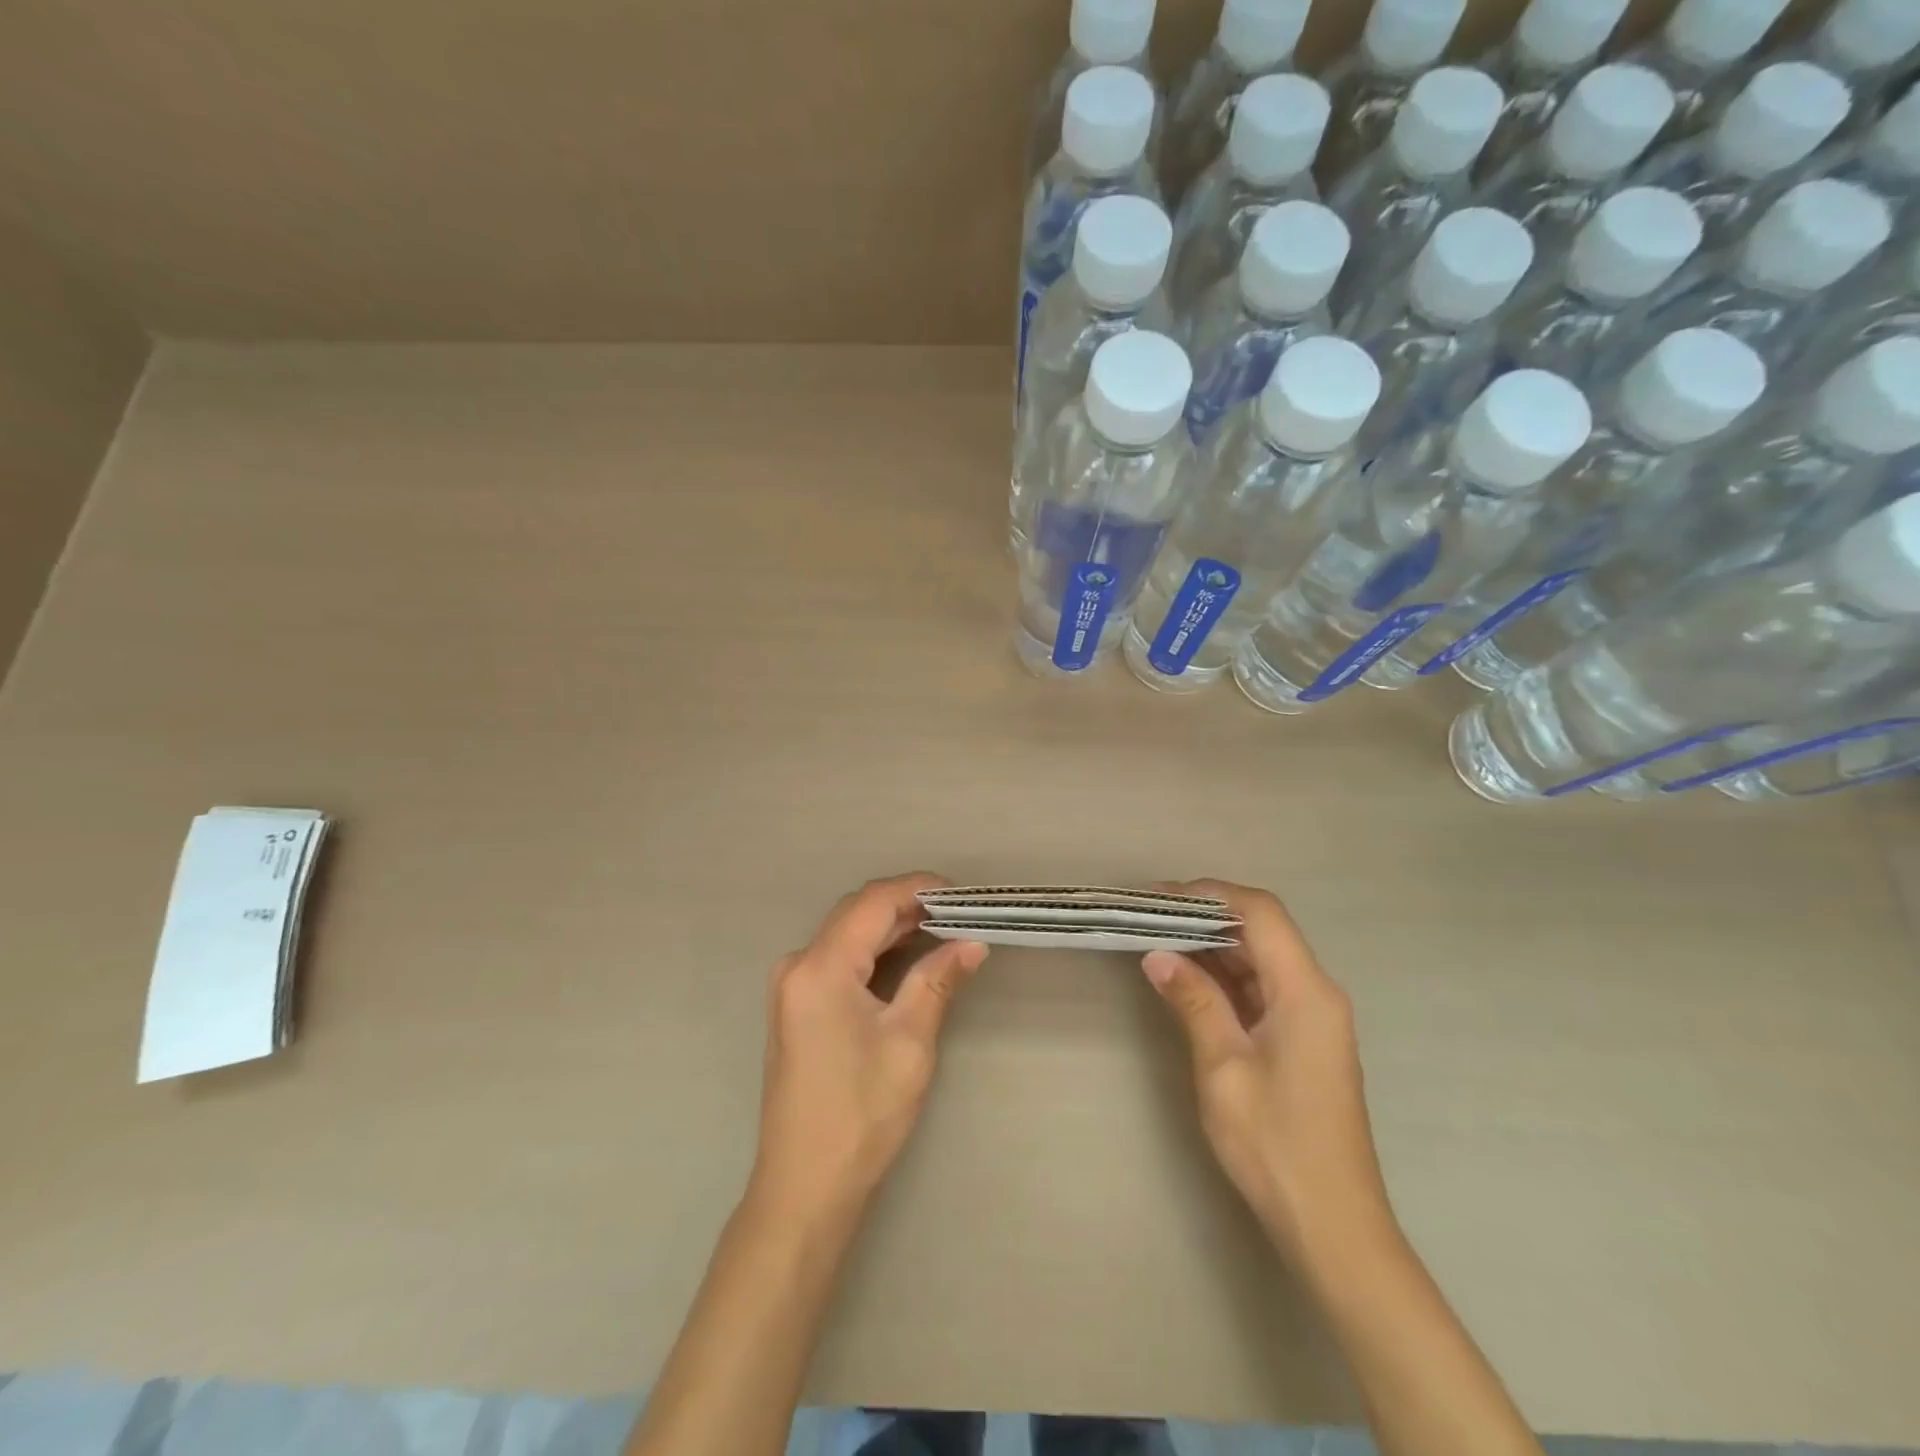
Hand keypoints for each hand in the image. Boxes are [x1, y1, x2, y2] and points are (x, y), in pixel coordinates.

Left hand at [750, 873, 988, 1228]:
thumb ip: (938, 981)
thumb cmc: (860, 1114)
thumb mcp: (909, 1043)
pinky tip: (906, 956)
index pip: (873, 902)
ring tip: (942, 928)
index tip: (962, 894)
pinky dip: (873, 949)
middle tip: (958, 912)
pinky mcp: (795, 1006)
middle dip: (907, 903)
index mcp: (820, 968)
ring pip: (846, 933)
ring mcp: (791, 986)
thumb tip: (972, 943)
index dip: (918, 888)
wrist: (804, 1186)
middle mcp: (797, 965)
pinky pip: (837, 957)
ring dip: (891, 925)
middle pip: (856, 912)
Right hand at [1142, 880, 1392, 1261]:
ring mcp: (1311, 1018)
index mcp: (1306, 991)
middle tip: (1148, 917)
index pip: (1261, 913)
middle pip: (1262, 931)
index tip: (1160, 897)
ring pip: (1259, 959)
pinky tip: (1187, 979)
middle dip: (1206, 917)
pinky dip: (1224, 978)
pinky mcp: (1302, 1040)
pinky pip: (1261, 989)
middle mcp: (1316, 993)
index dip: (1211, 894)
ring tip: (1157, 940)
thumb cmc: (1276, 1143)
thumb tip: (1158, 955)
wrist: (1332, 1226)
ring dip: (1212, 947)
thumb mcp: (1223, 1067)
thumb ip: (1193, 1002)